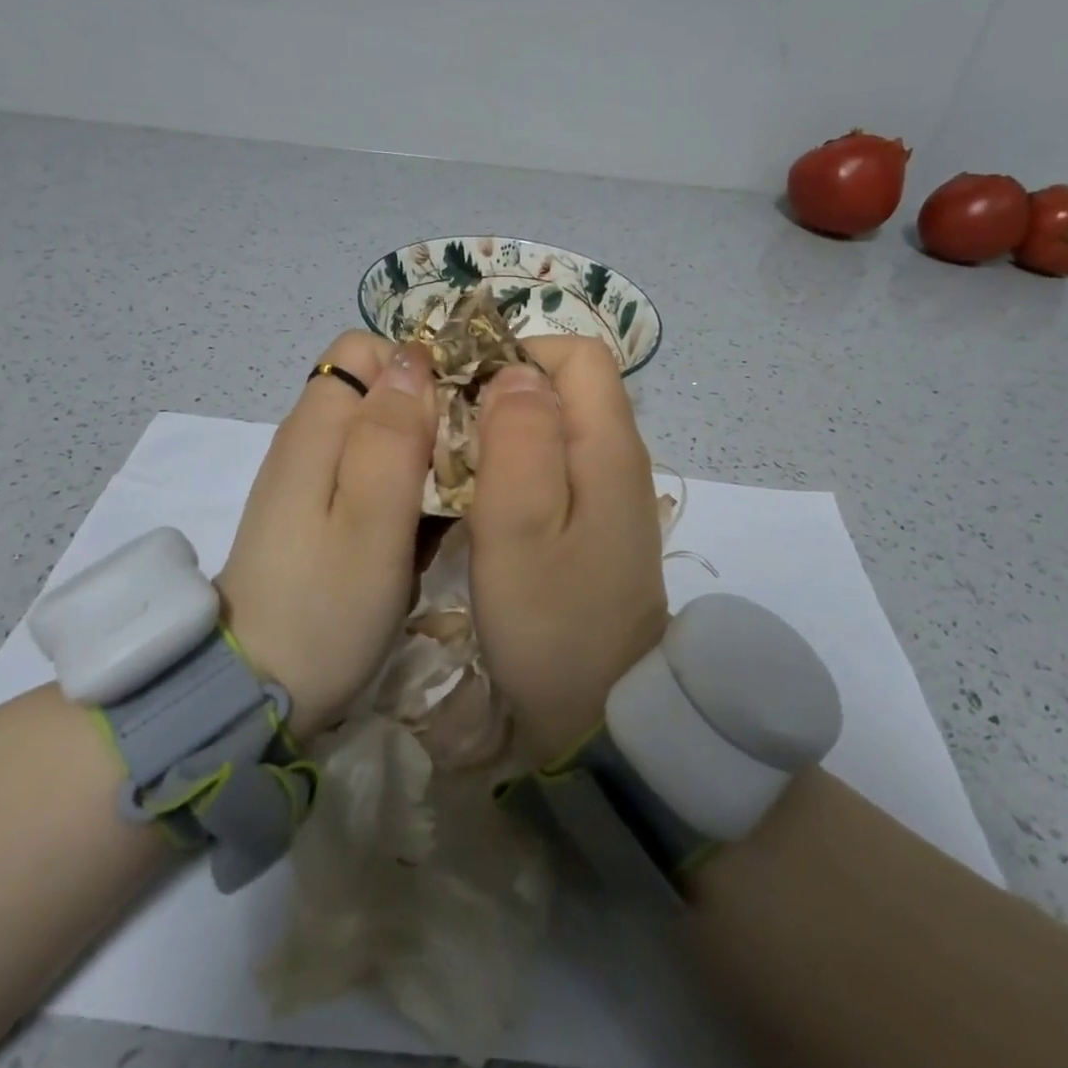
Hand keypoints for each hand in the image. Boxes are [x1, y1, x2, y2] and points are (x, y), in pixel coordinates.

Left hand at [218, 331, 435, 741]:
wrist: (259, 691)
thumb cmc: (326, 605)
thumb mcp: (372, 518)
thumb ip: (393, 434)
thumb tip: (414, 359)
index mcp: (317, 426)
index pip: (367, 349)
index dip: (417, 369)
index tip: (457, 417)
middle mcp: (307, 439)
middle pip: (377, 390)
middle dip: (426, 415)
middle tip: (459, 470)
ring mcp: (308, 478)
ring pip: (379, 434)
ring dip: (419, 457)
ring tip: (446, 506)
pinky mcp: (315, 514)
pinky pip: (369, 476)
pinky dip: (401, 491)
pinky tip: (417, 533)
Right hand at [468, 336, 668, 762]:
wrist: (601, 713)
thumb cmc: (552, 622)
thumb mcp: (521, 529)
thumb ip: (519, 440)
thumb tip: (514, 372)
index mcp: (608, 446)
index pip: (576, 354)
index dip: (519, 354)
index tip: (464, 389)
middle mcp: (618, 456)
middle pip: (565, 385)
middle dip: (502, 390)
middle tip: (448, 432)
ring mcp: (609, 491)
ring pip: (555, 424)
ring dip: (503, 429)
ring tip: (455, 464)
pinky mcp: (595, 521)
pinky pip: (555, 463)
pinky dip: (515, 463)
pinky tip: (482, 498)